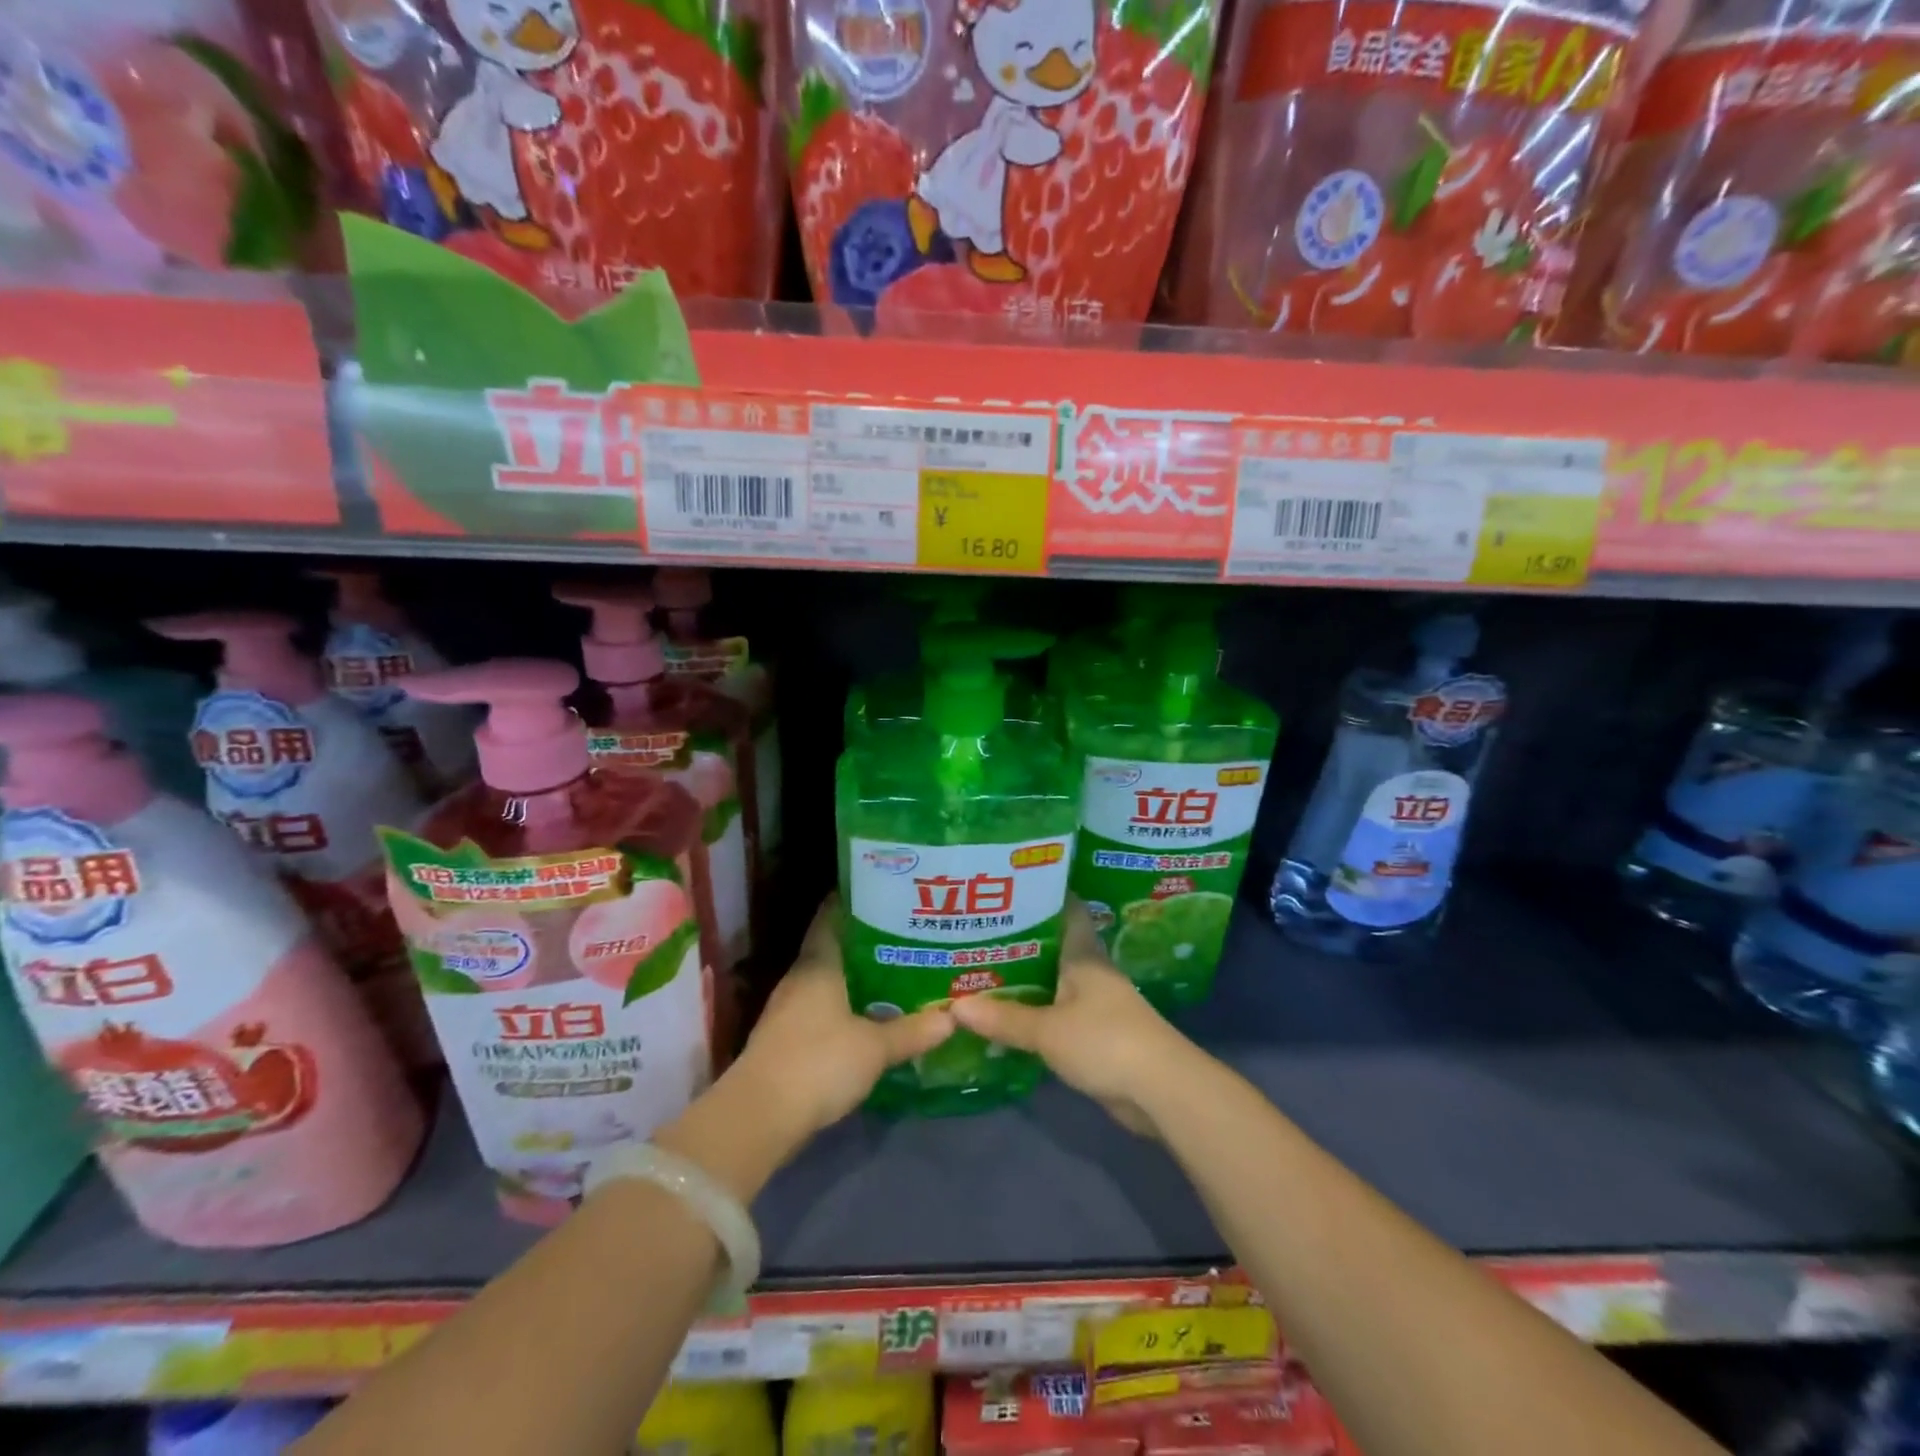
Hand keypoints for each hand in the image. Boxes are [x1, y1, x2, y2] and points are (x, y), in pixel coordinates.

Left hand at [731, 897, 953, 1141]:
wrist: (759, 1117)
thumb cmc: (818, 1062)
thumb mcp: (874, 1048)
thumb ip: (911, 1031)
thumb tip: (952, 1017)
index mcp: (818, 964)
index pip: (832, 917)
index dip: (854, 902)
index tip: (885, 893)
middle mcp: (800, 979)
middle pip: (834, 949)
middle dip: (867, 943)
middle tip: (906, 936)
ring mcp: (789, 1010)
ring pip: (829, 982)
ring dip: (857, 979)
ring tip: (897, 974)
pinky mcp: (787, 1040)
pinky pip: (823, 1010)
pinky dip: (846, 1008)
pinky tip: (871, 1018)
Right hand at [949, 899, 1201, 1135]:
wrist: (1161, 1090)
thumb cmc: (1106, 1041)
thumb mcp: (1048, 1030)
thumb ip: (1004, 1018)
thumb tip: (955, 1006)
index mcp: (1083, 955)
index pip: (1065, 910)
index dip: (1040, 895)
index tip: (1007, 887)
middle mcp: (1090, 972)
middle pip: (1051, 947)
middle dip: (1016, 942)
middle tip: (973, 934)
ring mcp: (1095, 1004)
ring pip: (1051, 983)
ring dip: (1022, 981)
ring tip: (978, 972)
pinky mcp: (1095, 1035)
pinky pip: (1056, 1014)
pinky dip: (1033, 1013)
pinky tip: (1004, 1016)